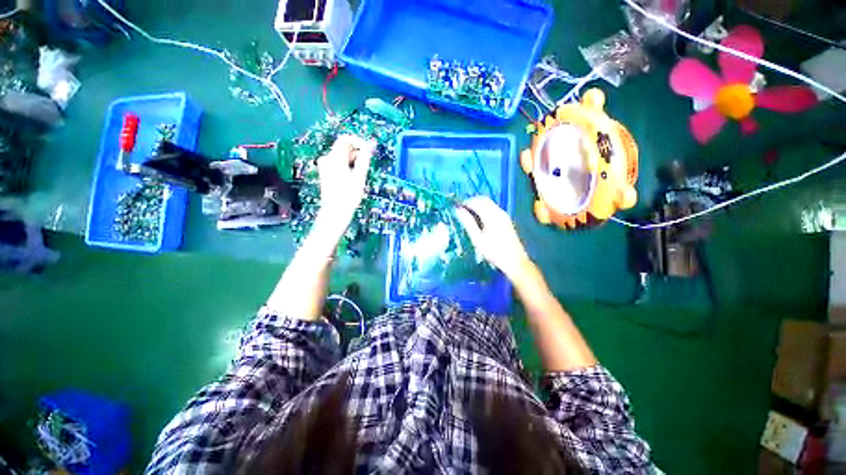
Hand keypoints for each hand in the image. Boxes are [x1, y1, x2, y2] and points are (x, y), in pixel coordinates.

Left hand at [316, 135, 374, 231]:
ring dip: (353, 160)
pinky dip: (348, 166)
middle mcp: (327, 159)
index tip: (368, 151)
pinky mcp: (326, 173)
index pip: (346, 139)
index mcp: (334, 158)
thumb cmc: (348, 196)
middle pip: (344, 147)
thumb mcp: (360, 176)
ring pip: (342, 156)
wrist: (335, 213)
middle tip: (368, 164)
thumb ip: (365, 158)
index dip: (359, 142)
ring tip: (361, 174)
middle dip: (357, 152)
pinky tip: (354, 178)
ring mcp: (325, 166)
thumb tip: (371, 144)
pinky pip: (338, 163)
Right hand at [456, 196, 532, 281]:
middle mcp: (499, 212)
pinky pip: (493, 209)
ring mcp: (504, 216)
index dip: (466, 203)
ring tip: (469, 215)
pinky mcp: (507, 220)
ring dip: (478, 205)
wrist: (515, 261)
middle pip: (484, 200)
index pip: (477, 202)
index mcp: (492, 216)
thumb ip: (468, 223)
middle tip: (462, 210)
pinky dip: (484, 209)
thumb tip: (458, 211)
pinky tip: (480, 220)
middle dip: (472, 202)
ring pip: (489, 203)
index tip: (457, 208)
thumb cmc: (494, 252)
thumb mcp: (478, 239)